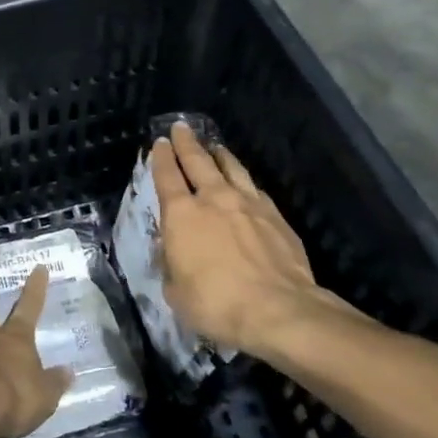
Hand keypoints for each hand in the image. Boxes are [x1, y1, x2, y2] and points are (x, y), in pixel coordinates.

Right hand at [149, 120, 357, 354]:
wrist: (278, 309)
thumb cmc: (216, 303)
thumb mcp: (176, 291)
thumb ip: (171, 264)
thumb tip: (172, 251)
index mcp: (182, 215)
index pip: (166, 176)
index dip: (161, 158)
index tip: (159, 143)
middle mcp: (214, 199)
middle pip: (198, 161)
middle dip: (187, 143)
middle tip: (181, 128)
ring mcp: (248, 204)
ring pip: (231, 168)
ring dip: (220, 155)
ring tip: (215, 146)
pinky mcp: (275, 215)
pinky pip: (255, 189)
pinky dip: (245, 181)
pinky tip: (246, 183)